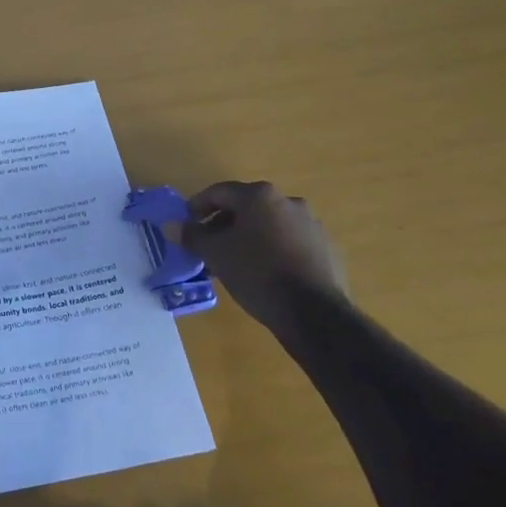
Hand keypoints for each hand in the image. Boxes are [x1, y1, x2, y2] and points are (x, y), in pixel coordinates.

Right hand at [179, 181, 349, 332]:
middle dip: (224, 223)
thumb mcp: (215, 254)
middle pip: (246, 206)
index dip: (198, 206)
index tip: (187, 223)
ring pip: (270, 224)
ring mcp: (311, 224)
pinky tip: (265, 272)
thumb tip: (179, 228)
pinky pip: (290, 241)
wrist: (314, 314)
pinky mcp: (326, 248)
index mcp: (259, 195)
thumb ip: (193, 236)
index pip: (219, 192)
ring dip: (250, 236)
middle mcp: (288, 201)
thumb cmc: (257, 274)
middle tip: (210, 244)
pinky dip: (273, 249)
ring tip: (236, 261)